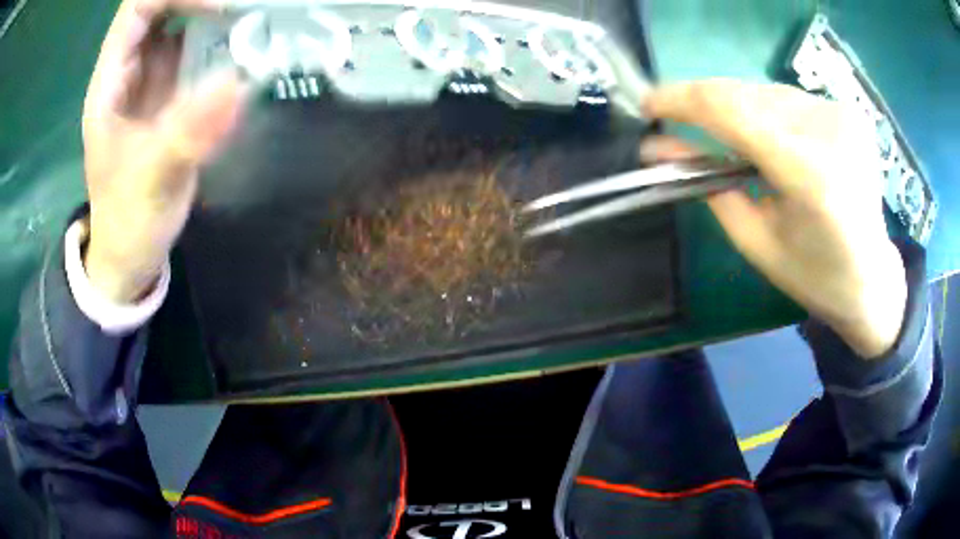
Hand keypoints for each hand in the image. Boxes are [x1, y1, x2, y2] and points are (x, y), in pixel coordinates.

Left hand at [81, 0, 245, 302]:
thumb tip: (238, 82)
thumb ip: (187, 134)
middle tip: (243, 8)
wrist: (130, 251)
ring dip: (214, 11)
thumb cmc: (128, 220)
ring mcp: (151, 77)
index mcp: (111, 82)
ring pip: (180, 18)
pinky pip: (195, 45)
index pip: (138, 8)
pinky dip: (222, 35)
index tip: (220, 6)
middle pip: (161, 5)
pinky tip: (246, 43)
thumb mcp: (151, 182)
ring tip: (252, 17)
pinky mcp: (171, 90)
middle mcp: (130, 68)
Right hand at [641, 80, 905, 357]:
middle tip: (674, 118)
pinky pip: (788, 98)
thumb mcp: (755, 241)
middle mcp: (830, 133)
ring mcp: (843, 116)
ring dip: (733, 107)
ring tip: (722, 135)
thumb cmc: (814, 275)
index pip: (732, 111)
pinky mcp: (848, 112)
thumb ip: (709, 185)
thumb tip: (657, 147)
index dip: (682, 100)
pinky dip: (764, 111)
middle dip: (702, 102)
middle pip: (746, 94)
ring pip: (765, 91)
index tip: (647, 104)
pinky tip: (763, 135)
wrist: (872, 278)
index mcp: (811, 178)